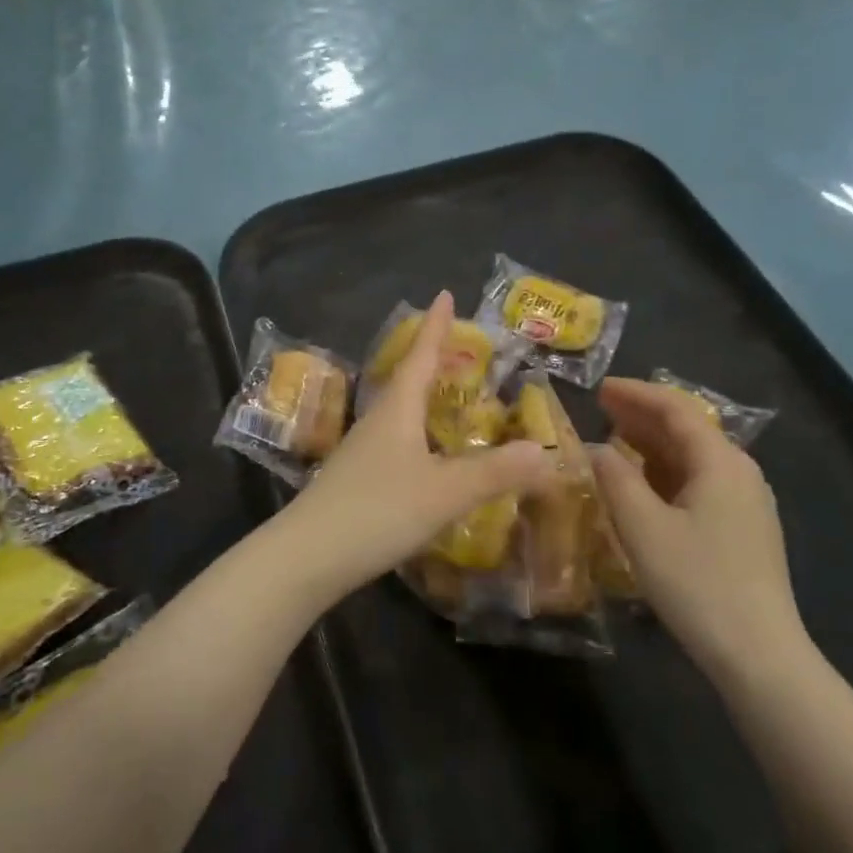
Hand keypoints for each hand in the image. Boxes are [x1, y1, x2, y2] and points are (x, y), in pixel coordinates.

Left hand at [272, 292, 554, 603]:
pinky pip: (396, 444)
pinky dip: (419, 437)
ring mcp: (362, 452)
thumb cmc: (377, 511)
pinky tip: (429, 458)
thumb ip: (496, 473)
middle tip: (460, 348)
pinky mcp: (356, 481)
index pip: (421, 357)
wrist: (307, 557)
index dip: (436, 327)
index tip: (445, 294)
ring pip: (399, 414)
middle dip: (433, 361)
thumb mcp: (444, 492)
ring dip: (424, 400)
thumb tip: (545, 451)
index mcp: (397, 410)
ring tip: (449, 398)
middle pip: (407, 381)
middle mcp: (377, 422)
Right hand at [589, 378, 807, 682]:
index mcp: (720, 461)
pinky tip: (642, 484)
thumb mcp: (643, 527)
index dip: (635, 394)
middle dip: (642, 415)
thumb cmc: (696, 582)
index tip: (599, 388)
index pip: (675, 409)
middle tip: (600, 408)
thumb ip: (614, 479)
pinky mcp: (743, 529)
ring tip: (614, 439)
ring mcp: (746, 502)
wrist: (758, 653)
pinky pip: (699, 482)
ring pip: (693, 457)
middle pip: (687, 429)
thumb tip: (596, 449)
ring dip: (652, 444)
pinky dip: (665, 472)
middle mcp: (739, 472)